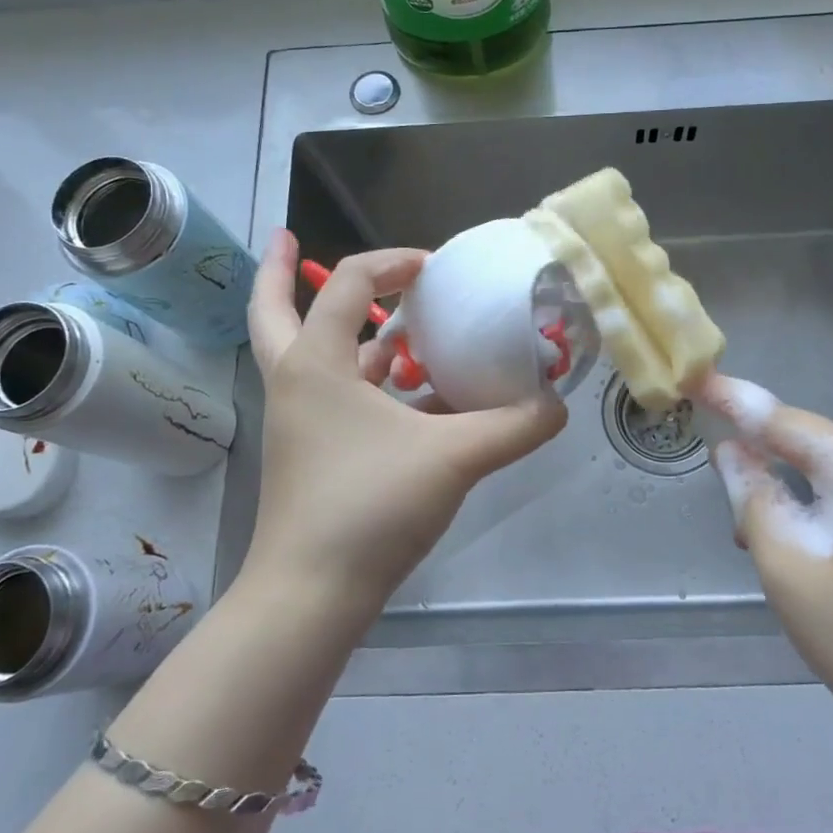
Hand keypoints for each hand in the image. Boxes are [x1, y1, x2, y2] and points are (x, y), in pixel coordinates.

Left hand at [243, 230, 567, 616]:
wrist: (311, 595)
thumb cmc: (369, 506)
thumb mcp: (454, 457)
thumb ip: (515, 426)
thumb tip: (559, 404)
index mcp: (316, 363)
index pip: (346, 284)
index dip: (389, 263)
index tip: (431, 266)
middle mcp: (297, 382)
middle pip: (272, 310)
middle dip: (279, 271)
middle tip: (290, 237)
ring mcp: (299, 420)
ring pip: (313, 356)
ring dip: (347, 333)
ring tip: (393, 321)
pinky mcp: (311, 452)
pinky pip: (338, 397)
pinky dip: (369, 383)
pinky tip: (415, 393)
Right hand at [699, 374, 832, 770]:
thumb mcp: (791, 572)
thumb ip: (754, 500)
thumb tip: (732, 452)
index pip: (784, 420)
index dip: (733, 400)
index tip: (692, 379)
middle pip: (811, 442)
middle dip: (761, 456)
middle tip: (721, 493)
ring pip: (832, 472)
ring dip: (788, 488)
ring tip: (754, 535)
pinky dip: (819, 506)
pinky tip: (801, 543)